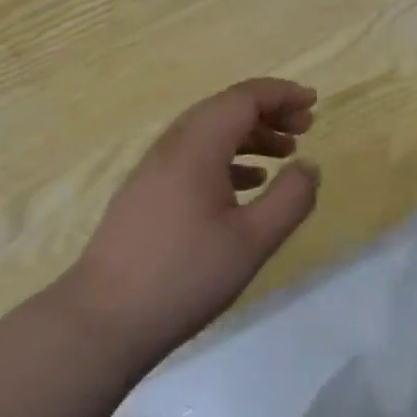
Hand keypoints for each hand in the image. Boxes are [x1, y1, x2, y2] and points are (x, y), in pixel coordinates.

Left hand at [57, 79, 319, 373]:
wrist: (102, 321)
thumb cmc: (184, 276)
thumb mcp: (252, 241)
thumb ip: (290, 199)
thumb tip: (309, 166)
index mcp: (197, 147)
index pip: (243, 99)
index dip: (281, 95)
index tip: (313, 104)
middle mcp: (172, 147)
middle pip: (225, 109)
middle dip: (268, 112)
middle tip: (304, 129)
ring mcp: (154, 170)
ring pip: (208, 133)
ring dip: (249, 135)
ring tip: (284, 154)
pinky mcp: (146, 194)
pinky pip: (194, 157)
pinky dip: (227, 158)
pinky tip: (247, 184)